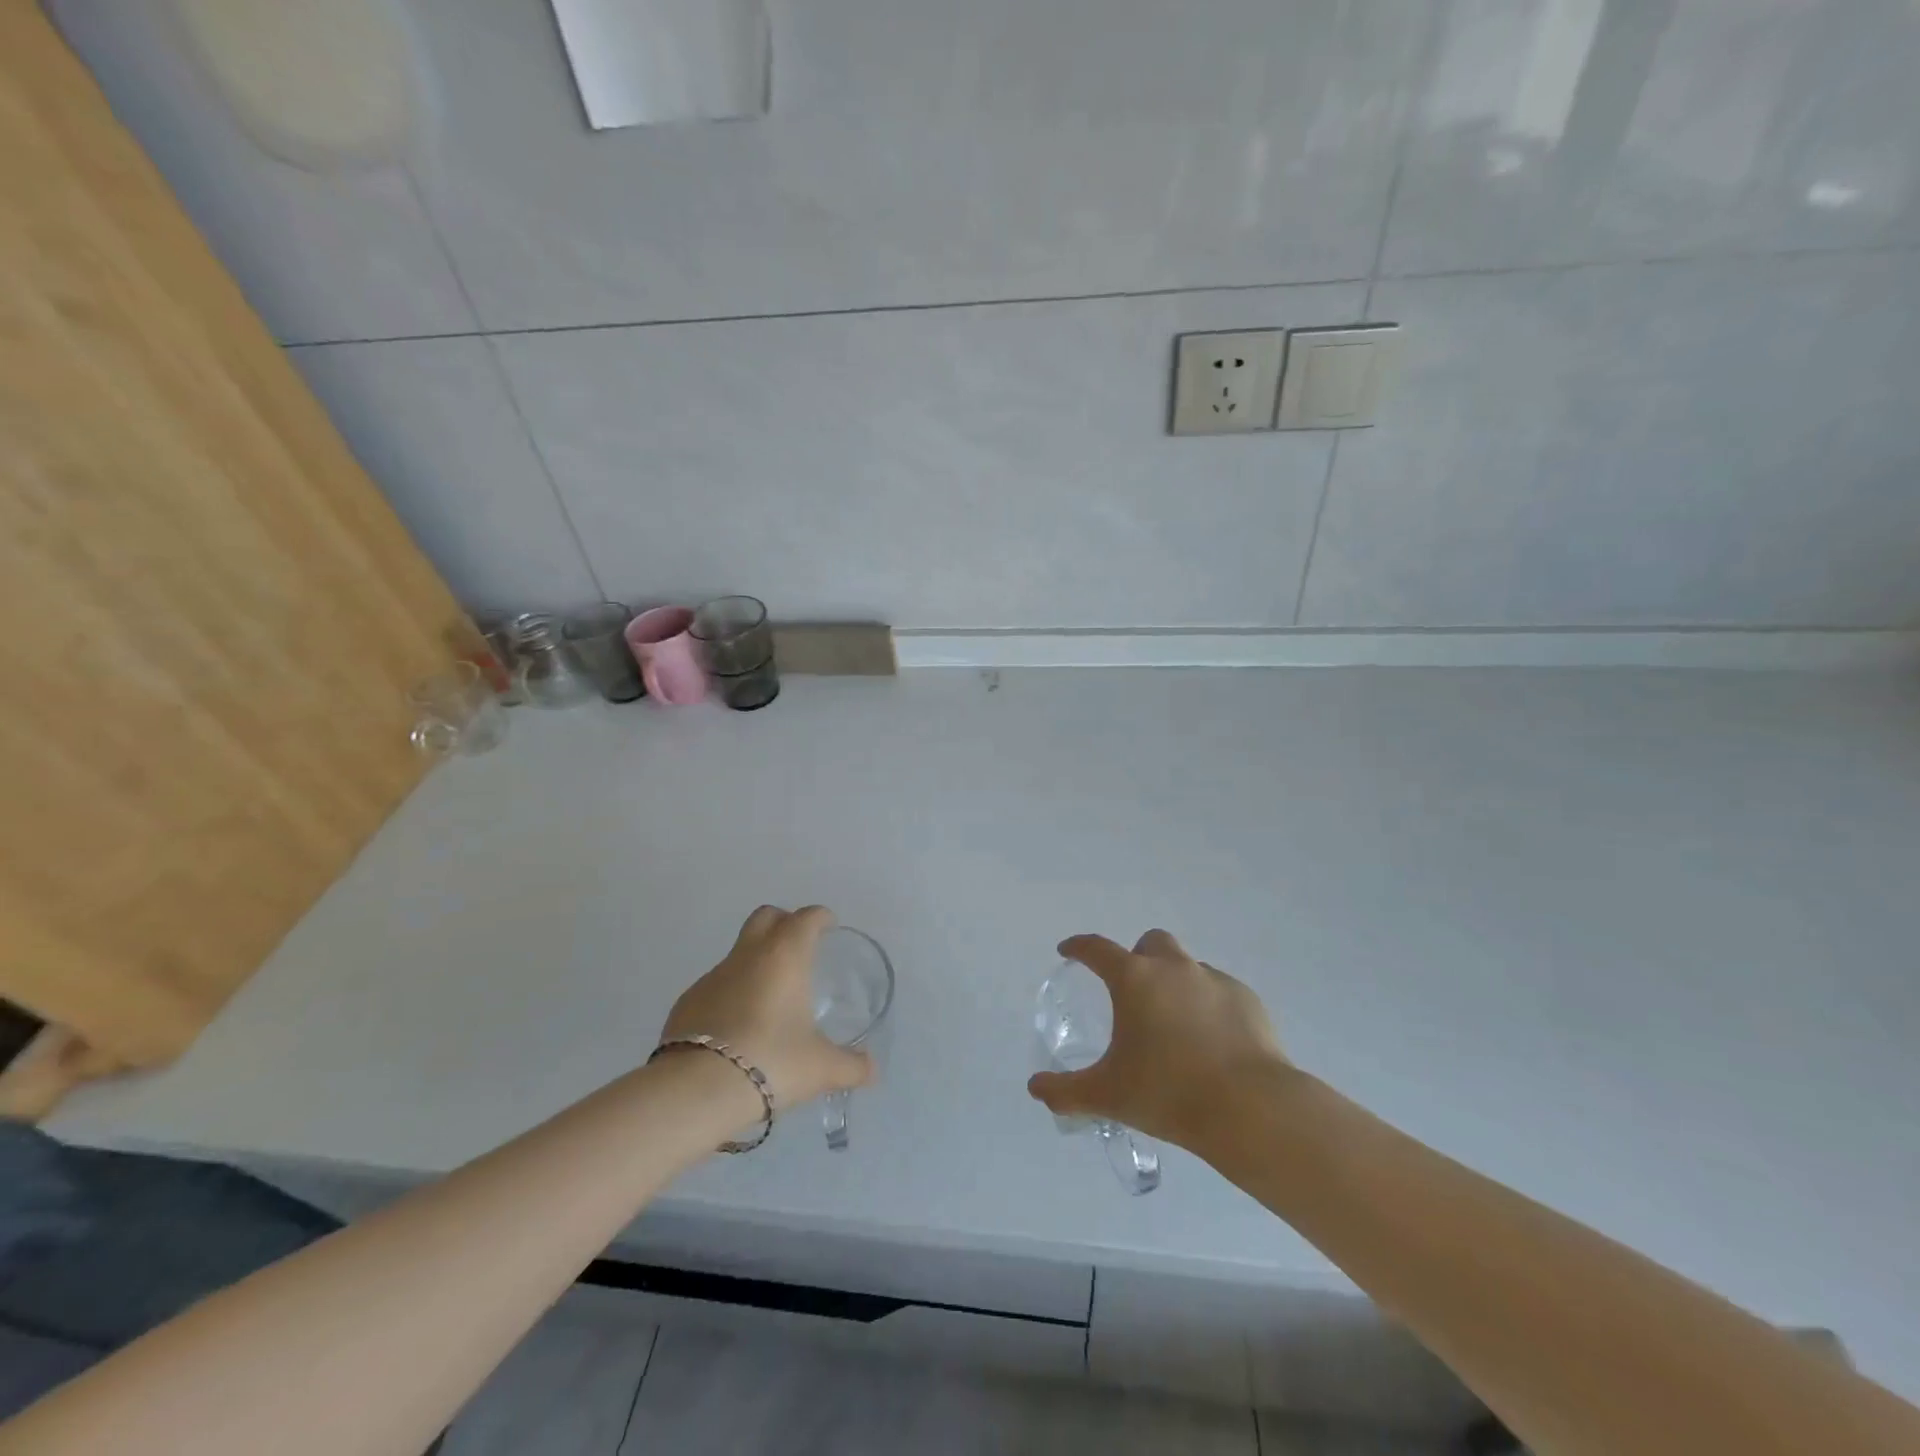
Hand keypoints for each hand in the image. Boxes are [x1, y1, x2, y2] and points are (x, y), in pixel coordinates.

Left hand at [659, 905, 874, 1111]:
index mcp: (785, 956)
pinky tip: (739, 1026)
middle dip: (784, 922)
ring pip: (739, 952)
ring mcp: (713, 976)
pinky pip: (717, 985)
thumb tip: (872, 1070)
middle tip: (799, 947)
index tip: (829, 926)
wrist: (697, 1090)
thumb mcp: (821, 1068)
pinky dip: (732, 993)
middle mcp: (748, 956)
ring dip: (756, 962)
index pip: (806, 918)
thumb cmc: (772, 1062)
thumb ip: (851, 1065)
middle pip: (765, 917)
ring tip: (771, 998)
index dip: (820, 918)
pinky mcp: (687, 1002)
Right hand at [1027, 930, 1290, 1147]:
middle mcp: (1173, 968)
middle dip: (1138, 958)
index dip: (1079, 947)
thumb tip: (1035, 1089)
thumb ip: (1065, 1091)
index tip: (1068, 951)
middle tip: (1133, 993)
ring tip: (1175, 1025)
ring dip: (1175, 982)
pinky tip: (1211, 1041)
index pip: (1096, 948)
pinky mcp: (1247, 999)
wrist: (1250, 1109)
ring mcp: (1214, 979)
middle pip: (1150, 943)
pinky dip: (1208, 1005)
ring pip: (1188, 966)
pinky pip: (1219, 991)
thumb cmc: (1168, 1093)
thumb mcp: (1107, 1095)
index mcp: (1134, 979)